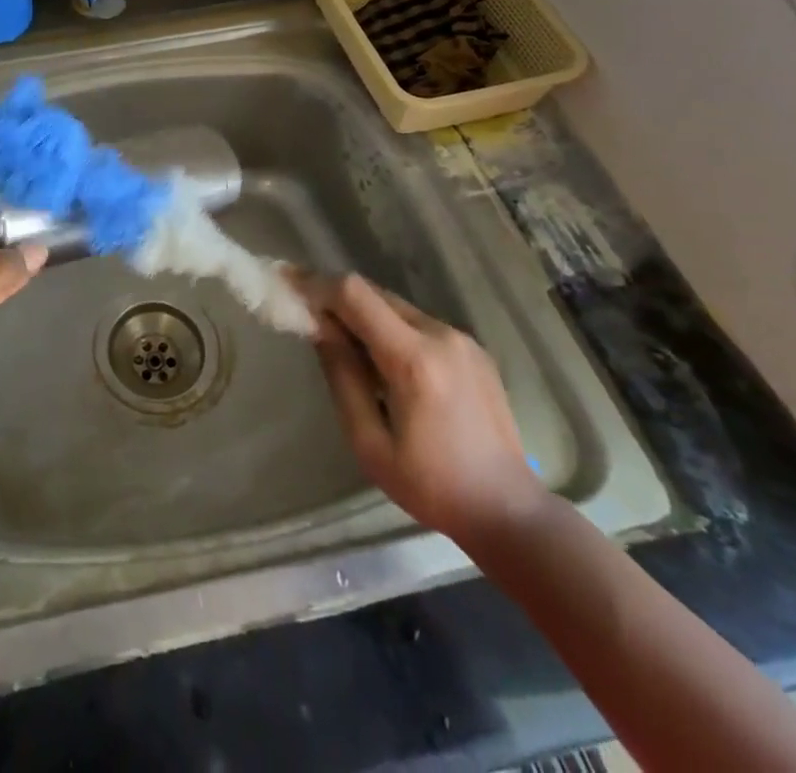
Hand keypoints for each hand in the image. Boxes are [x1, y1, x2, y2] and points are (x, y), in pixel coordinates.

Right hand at [312, 274, 544, 545]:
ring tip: (342, 344)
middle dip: (334, 298)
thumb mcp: (369, 441)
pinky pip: (417, 322)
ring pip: (395, 306)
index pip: (355, 294)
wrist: (509, 511)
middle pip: (373, 293)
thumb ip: (342, 376)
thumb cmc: (430, 485)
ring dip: (362, 314)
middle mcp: (440, 335)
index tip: (286, 285)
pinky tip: (382, 362)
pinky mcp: (472, 349)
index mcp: (414, 359)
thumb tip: (318, 327)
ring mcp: (461, 339)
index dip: (316, 285)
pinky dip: (388, 328)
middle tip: (304, 313)